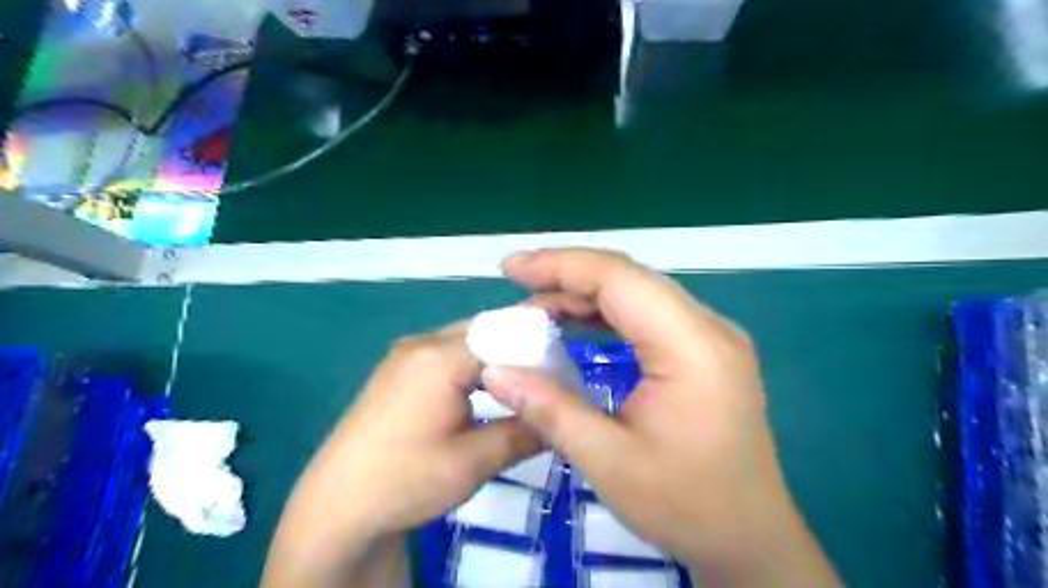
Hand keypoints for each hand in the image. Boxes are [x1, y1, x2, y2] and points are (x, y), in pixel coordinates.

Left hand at [262, 324, 538, 584]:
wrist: (336, 507)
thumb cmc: (406, 480)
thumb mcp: (474, 462)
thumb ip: (523, 433)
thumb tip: (561, 420)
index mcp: (439, 357)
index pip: (503, 334)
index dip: (537, 347)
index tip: (565, 368)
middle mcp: (422, 342)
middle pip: (485, 330)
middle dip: (519, 348)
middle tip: (549, 374)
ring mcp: (406, 354)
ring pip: (466, 340)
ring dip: (497, 355)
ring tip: (525, 381)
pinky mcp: (398, 369)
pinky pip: (447, 352)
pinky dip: (474, 363)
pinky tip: (487, 387)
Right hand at [485, 248, 839, 586]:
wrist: (750, 537)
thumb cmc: (685, 505)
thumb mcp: (607, 461)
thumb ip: (548, 409)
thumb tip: (493, 372)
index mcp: (691, 346)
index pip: (619, 279)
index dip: (560, 265)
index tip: (509, 269)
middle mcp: (707, 327)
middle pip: (629, 278)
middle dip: (567, 275)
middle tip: (516, 286)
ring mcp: (710, 336)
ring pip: (638, 293)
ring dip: (585, 294)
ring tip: (536, 309)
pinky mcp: (704, 350)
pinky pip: (648, 314)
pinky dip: (606, 313)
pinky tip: (575, 324)